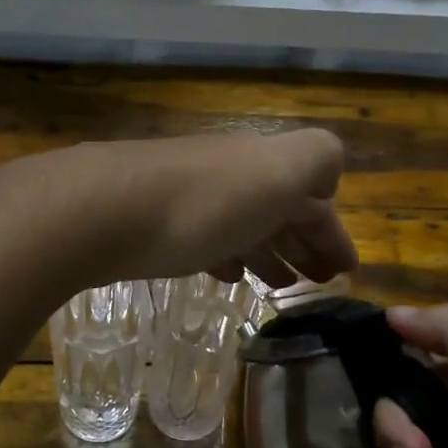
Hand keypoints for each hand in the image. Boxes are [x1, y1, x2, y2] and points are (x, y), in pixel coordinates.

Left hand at [65, 130, 357, 288]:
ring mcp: (190, 197)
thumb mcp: (279, 170)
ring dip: (268, 250)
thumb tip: (324, 185)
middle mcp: (230, 174)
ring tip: (280, 284)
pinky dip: (227, 254)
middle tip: (318, 282)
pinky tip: (227, 274)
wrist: (103, 209)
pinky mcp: (155, 223)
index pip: (313, 196)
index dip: (333, 232)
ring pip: (243, 223)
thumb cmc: (202, 201)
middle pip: (277, 208)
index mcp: (265, 163)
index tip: (345, 272)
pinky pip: (206, 237)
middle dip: (304, 242)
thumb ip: (316, 162)